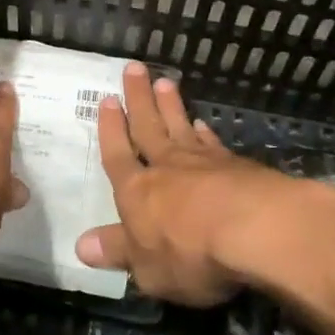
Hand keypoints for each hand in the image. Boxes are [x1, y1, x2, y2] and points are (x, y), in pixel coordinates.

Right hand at [74, 62, 327, 304]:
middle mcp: (165, 168)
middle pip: (148, 127)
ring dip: (171, 105)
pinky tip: (203, 123)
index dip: (111, 129)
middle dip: (138, 99)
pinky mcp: (237, 166)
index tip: (107, 100)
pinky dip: (205, 132)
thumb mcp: (145, 267)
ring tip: (165, 81)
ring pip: (180, 126)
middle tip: (133, 68)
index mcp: (136, 191)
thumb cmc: (189, 253)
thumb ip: (117, 251)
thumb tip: (81, 245)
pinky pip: (213, 143)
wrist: (253, 229)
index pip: (117, 155)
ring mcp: (203, 163)